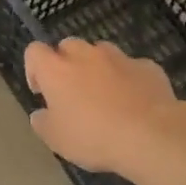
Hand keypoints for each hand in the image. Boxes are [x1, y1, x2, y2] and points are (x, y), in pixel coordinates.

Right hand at [24, 38, 185, 179]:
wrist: (151, 136)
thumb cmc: (93, 137)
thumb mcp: (56, 139)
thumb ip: (43, 122)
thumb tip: (41, 114)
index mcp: (56, 70)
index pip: (34, 51)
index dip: (34, 68)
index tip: (41, 92)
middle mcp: (85, 55)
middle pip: (68, 45)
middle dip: (66, 63)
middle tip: (73, 92)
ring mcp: (119, 57)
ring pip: (101, 52)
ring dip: (98, 67)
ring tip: (105, 95)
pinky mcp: (147, 66)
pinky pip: (131, 67)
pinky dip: (128, 78)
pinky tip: (135, 101)